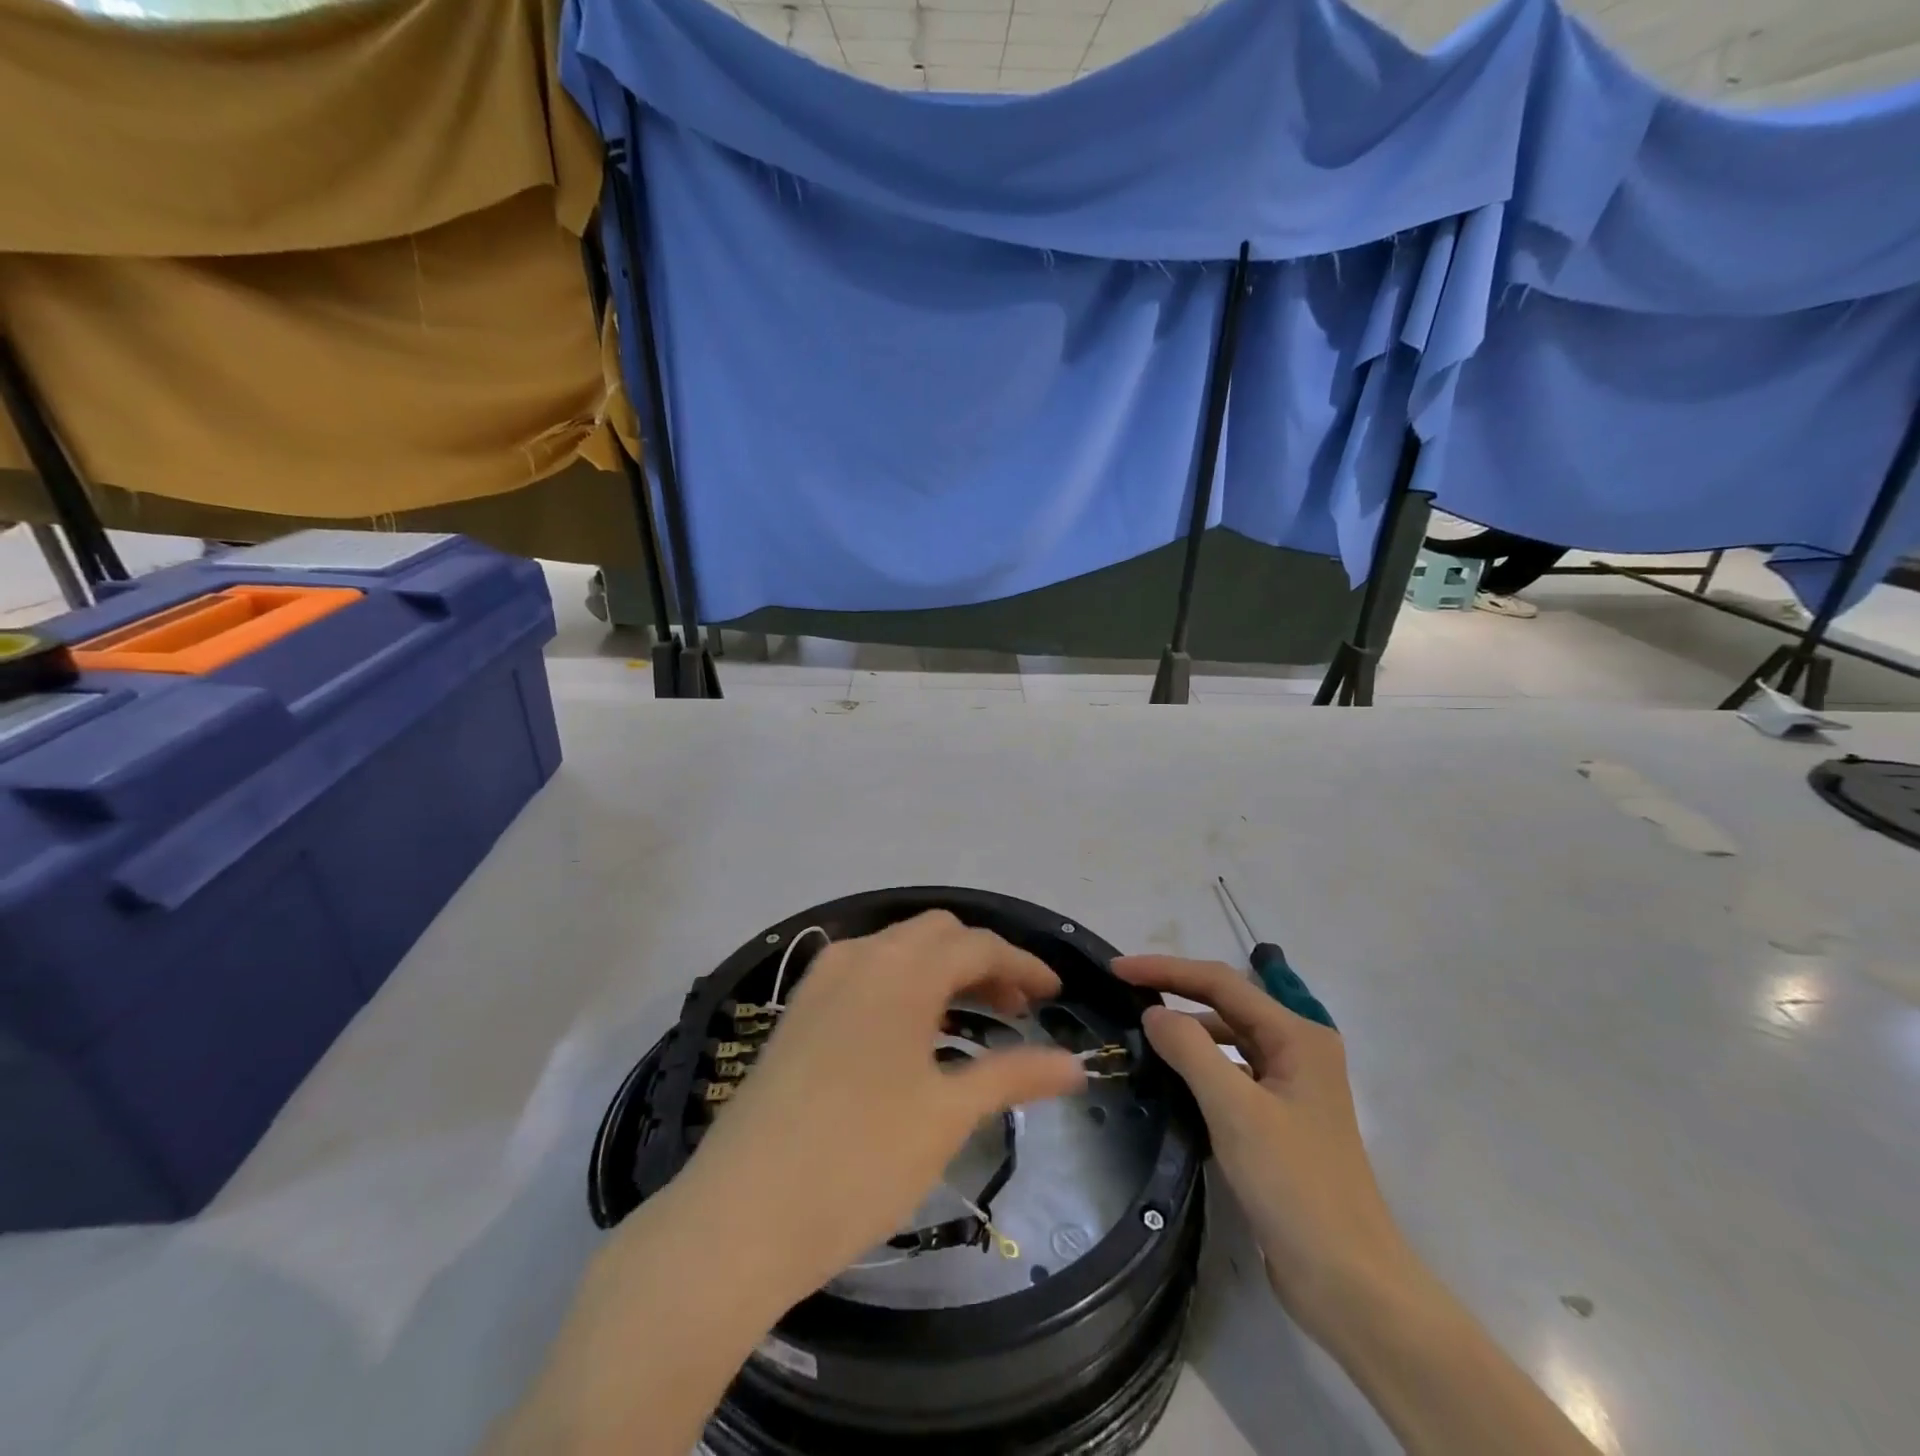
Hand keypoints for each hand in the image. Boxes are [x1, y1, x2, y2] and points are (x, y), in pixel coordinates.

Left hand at [678, 912, 1086, 1307]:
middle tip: (1015, 1008)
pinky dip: (902, 984)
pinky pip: (865, 972)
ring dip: (941, 969)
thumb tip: (1075, 1065)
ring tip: (970, 1018)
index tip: (1055, 994)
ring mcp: (821, 981)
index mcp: (902, 970)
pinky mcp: (797, 1011)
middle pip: (936, 934)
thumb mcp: (947, 1116)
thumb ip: (1014, 1076)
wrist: (741, 1216)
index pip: (978, 945)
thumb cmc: (860, 1159)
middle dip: (982, 960)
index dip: (1023, 964)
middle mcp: (860, 957)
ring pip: (897, 949)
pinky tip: (910, 1032)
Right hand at [1114, 955, 1414, 1337]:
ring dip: (1187, 1033)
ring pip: (1228, 1040)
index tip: (1117, 969)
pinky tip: (1170, 1080)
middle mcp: (1298, 1050)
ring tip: (1140, 1035)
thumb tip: (1153, 1013)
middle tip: (1123, 993)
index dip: (1166, 969)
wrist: (1347, 1283)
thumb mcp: (1234, 1109)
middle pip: (1226, 1005)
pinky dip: (1200, 1069)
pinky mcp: (1280, 1121)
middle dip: (1176, 993)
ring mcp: (1291, 1087)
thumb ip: (1189, 1049)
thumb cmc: (1294, 1184)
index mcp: (1298, 1036)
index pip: (1221, 982)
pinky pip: (1231, 1075)